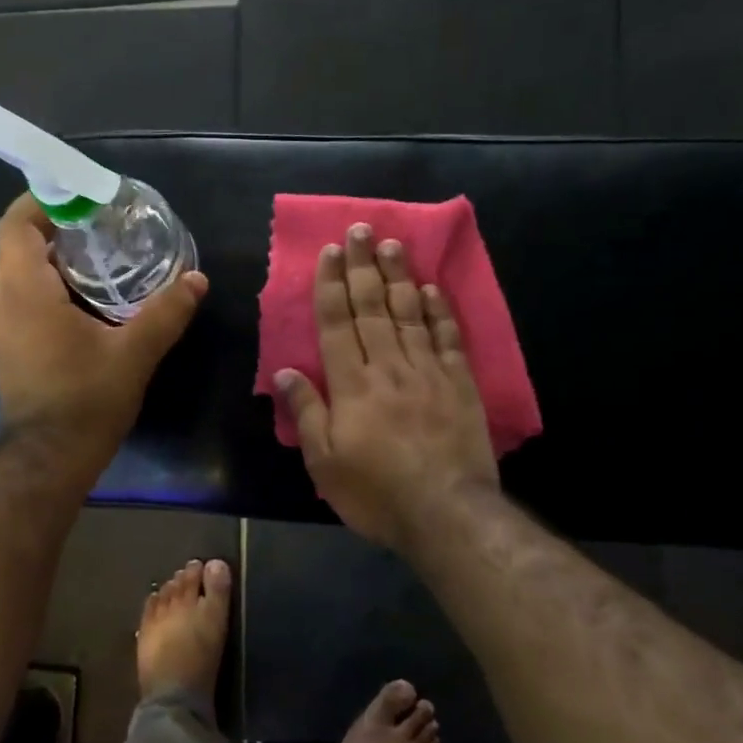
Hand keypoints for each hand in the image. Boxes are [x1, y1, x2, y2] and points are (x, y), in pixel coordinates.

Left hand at [0, 194, 207, 445]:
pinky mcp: (12, 352)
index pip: (15, 226)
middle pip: (17, 248)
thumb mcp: (134, 352)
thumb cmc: (86, 399)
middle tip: (99, 227)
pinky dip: (50, 290)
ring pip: (19, 277)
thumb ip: (166, 312)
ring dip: (52, 262)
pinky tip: (88, 305)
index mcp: (26, 292)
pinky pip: (24, 303)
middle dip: (54, 229)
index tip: (79, 197)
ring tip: (100, 260)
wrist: (49, 460)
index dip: (41, 201)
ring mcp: (4, 330)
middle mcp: (5, 305)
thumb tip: (197, 280)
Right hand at [274, 223, 498, 552]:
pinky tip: (432, 289)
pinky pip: (447, 338)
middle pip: (372, 308)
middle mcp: (388, 367)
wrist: (446, 513)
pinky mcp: (459, 384)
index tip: (331, 251)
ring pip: (409, 314)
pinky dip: (439, 311)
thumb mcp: (325, 462)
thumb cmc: (376, 492)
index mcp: (352, 385)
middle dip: (363, 267)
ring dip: (398, 277)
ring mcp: (427, 372)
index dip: (332, 285)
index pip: (337, 323)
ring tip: (392, 244)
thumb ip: (306, 412)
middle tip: (361, 229)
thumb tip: (283, 372)